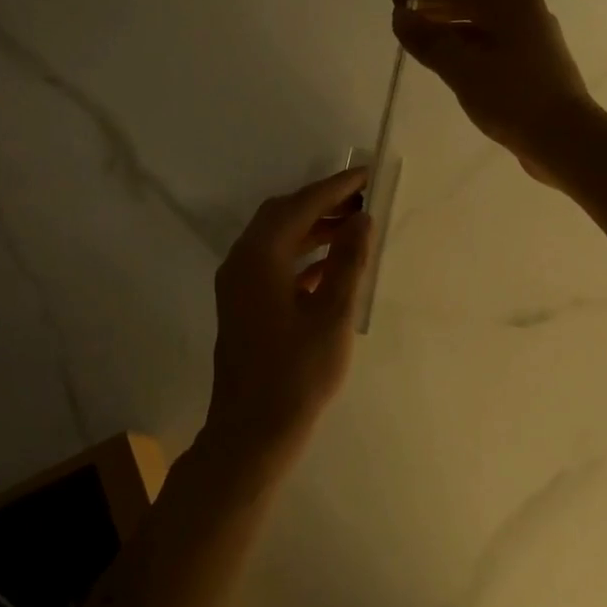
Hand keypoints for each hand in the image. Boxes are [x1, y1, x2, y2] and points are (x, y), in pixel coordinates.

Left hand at [203, 168, 373, 472]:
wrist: (252, 431)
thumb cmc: (296, 373)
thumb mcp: (332, 314)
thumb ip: (347, 261)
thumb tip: (361, 219)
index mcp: (258, 257)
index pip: (299, 206)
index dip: (335, 188)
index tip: (367, 174)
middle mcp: (241, 261)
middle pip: (282, 216)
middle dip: (322, 204)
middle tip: (363, 200)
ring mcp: (238, 284)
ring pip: (278, 241)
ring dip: (313, 230)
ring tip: (355, 228)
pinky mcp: (244, 305)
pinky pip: (274, 265)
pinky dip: (302, 258)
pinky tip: (332, 268)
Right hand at [392, 0, 600, 182]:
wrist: (564, 139)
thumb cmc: (512, 98)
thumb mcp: (463, 69)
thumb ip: (428, 41)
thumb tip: (400, 17)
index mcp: (510, 2)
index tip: (394, 3)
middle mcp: (524, 9)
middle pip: (470, 1)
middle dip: (435, 10)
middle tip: (403, 22)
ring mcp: (532, 35)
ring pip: (481, 24)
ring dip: (449, 29)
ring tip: (420, 42)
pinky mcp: (533, 61)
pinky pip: (491, 42)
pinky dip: (466, 46)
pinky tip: (449, 61)